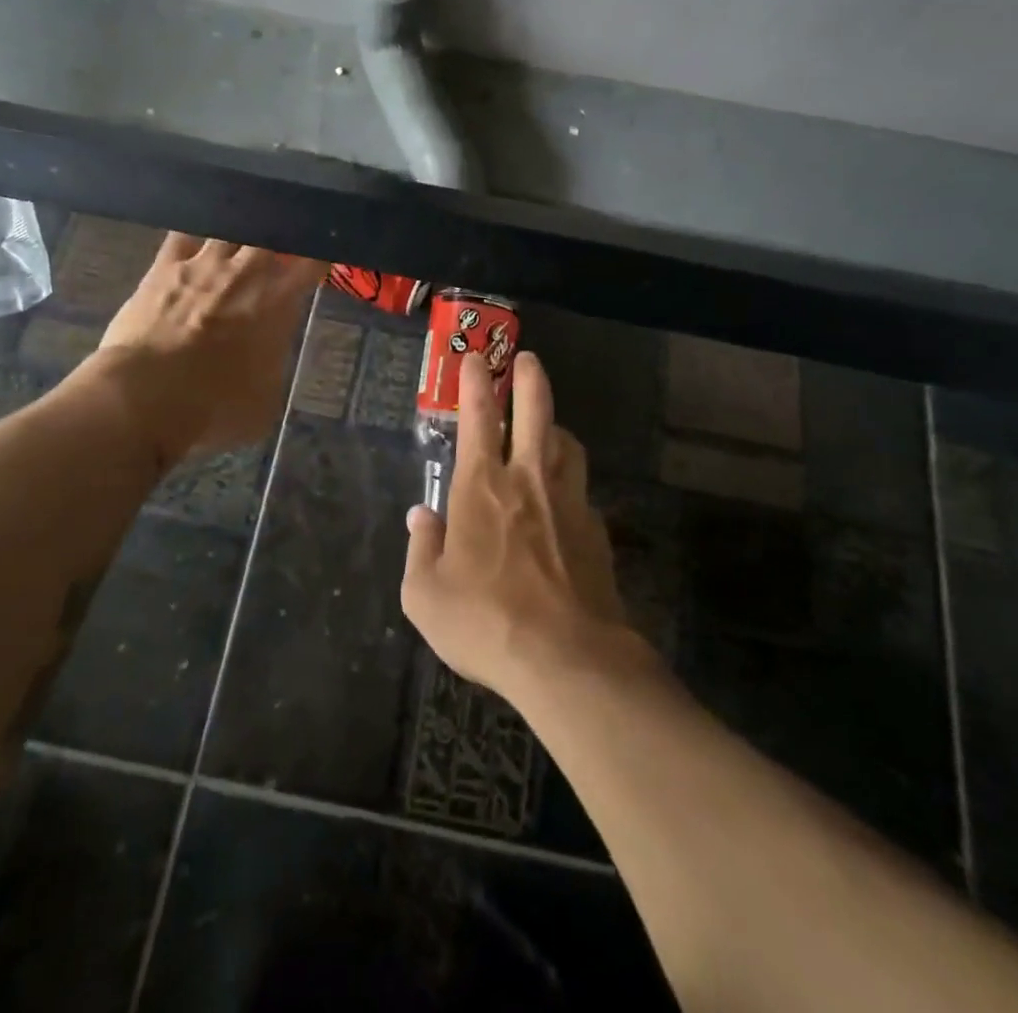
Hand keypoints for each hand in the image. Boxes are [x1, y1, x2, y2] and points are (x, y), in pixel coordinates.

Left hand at [85, 233, 326, 467]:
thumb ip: (274, 366)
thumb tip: (269, 356)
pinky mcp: (163, 265)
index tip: (320, 262)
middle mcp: (245, 272)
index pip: (312, 262)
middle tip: (276, 255)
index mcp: (278, 301)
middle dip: (278, 241)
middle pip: (271, 235)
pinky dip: (193, 239)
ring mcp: (203, 263)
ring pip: (229, 228)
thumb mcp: (266, 401)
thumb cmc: (215, 407)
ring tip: (236, 247)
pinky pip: (183, 235)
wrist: (146, 395)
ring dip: (237, 236)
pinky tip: (193, 245)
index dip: (319, 257)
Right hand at [401, 350, 635, 701]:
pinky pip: (581, 491)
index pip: (478, 417)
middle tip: (527, 358)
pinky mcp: (596, 531)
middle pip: (535, 411)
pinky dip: (569, 482)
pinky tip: (564, 501)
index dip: (474, 383)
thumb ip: (421, 548)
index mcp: (482, 486)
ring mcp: (569, 503)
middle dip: (530, 378)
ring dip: (556, 427)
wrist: (567, 658)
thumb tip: (422, 515)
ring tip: (549, 427)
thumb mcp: (425, 594)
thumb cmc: (484, 621)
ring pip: (567, 445)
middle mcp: (528, 480)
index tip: (474, 358)